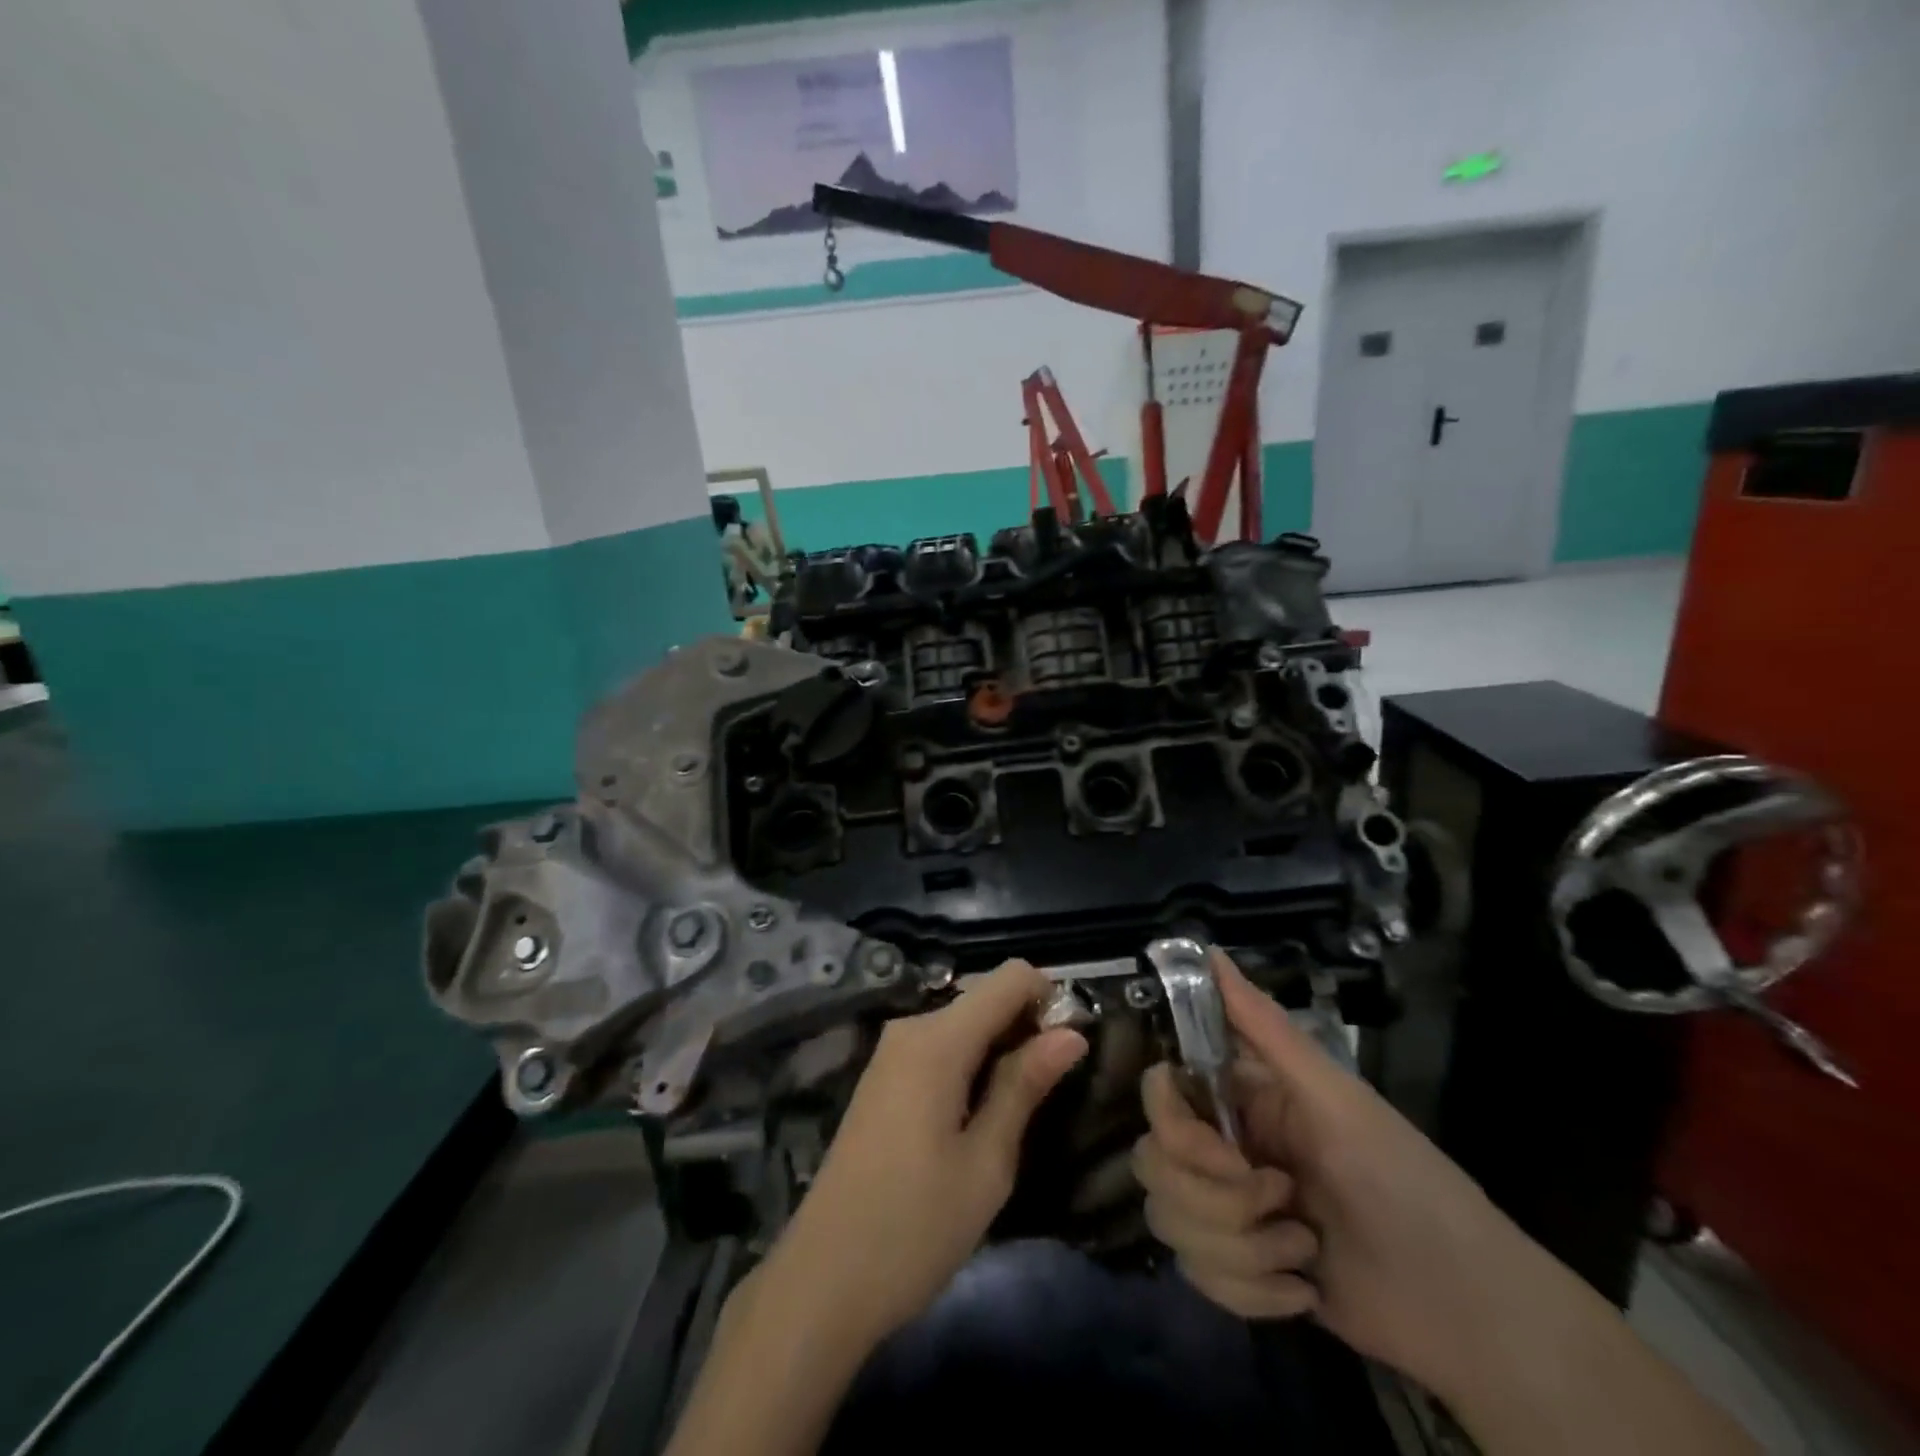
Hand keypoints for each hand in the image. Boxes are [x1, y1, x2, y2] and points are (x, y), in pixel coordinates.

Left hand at [748, 958, 1088, 1350]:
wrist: (822, 1280)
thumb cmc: (915, 1227)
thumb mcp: (986, 1162)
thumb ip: (1025, 1085)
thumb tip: (1071, 1032)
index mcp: (938, 1039)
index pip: (1009, 977)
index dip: (1048, 999)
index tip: (1071, 1048)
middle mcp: (911, 1028)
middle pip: (985, 998)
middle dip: (1026, 1026)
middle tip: (1053, 1090)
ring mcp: (891, 1052)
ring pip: (964, 1023)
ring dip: (1000, 1048)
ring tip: (1021, 1109)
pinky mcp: (883, 1078)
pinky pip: (940, 1047)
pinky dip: (971, 1063)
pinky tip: (980, 1115)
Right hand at [1133, 948, 1541, 1396]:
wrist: (1466, 1308)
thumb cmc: (1402, 1181)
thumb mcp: (1337, 1099)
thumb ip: (1266, 1027)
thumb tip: (1208, 951)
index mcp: (1241, 1097)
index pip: (1160, 1095)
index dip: (1177, 1127)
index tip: (1228, 1155)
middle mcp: (1223, 1147)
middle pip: (1155, 1164)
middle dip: (1218, 1200)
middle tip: (1283, 1201)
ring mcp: (1227, 1212)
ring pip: (1171, 1223)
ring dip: (1242, 1249)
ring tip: (1303, 1251)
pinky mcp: (1238, 1271)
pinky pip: (1198, 1277)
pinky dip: (1251, 1292)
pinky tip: (1301, 1288)